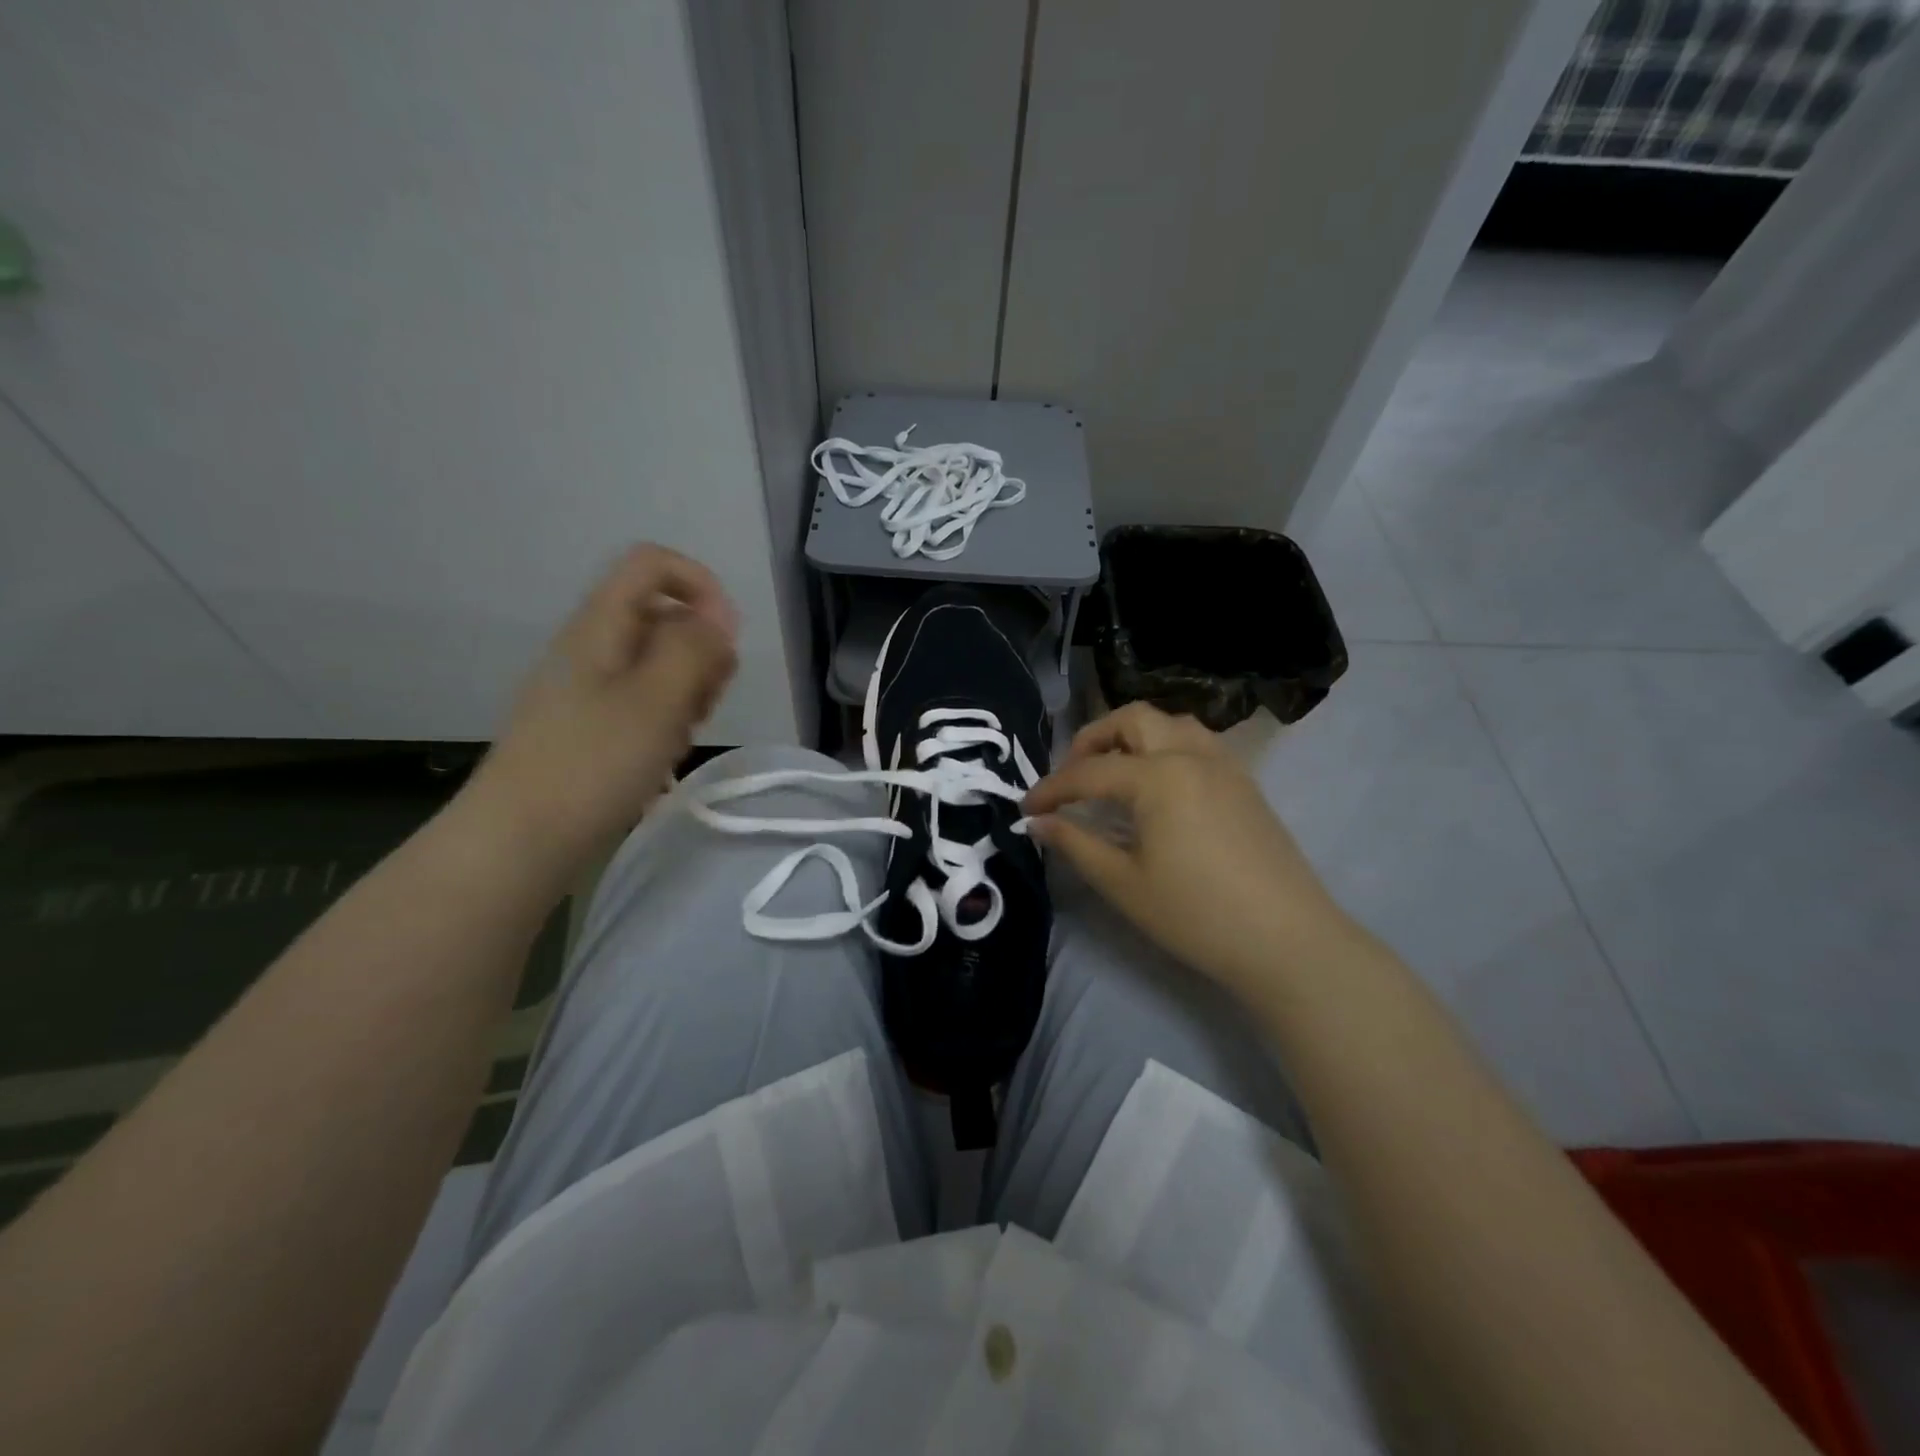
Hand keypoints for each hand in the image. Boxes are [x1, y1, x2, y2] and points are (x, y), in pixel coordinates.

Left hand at [468, 544, 737, 871]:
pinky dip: (666, 719)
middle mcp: (593, 646)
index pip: (653, 564)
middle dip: (701, 651)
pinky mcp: (590, 726)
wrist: (519, 840)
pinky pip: (643, 702)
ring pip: (658, 663)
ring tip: (683, 735)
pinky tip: (663, 756)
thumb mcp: (657, 699)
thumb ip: (695, 647)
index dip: (700, 586)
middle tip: (706, 700)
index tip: (726, 638)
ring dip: (688, 690)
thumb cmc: (593, 763)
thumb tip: (719, 616)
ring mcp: (588, 688)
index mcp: (601, 626)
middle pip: (663, 615)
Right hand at [1024, 703, 1352, 994]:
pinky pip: (1198, 743)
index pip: (1089, 772)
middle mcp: (1192, 755)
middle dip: (1093, 738)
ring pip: (1171, 724)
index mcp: (1159, 776)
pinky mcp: (1245, 784)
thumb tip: (1037, 823)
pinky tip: (1158, 787)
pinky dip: (1166, 748)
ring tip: (1114, 772)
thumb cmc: (1196, 914)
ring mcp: (1225, 766)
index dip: (1052, 789)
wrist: (1287, 941)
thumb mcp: (1124, 883)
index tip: (1026, 809)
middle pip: (1133, 719)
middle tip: (1072, 775)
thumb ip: (1076, 844)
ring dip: (1134, 736)